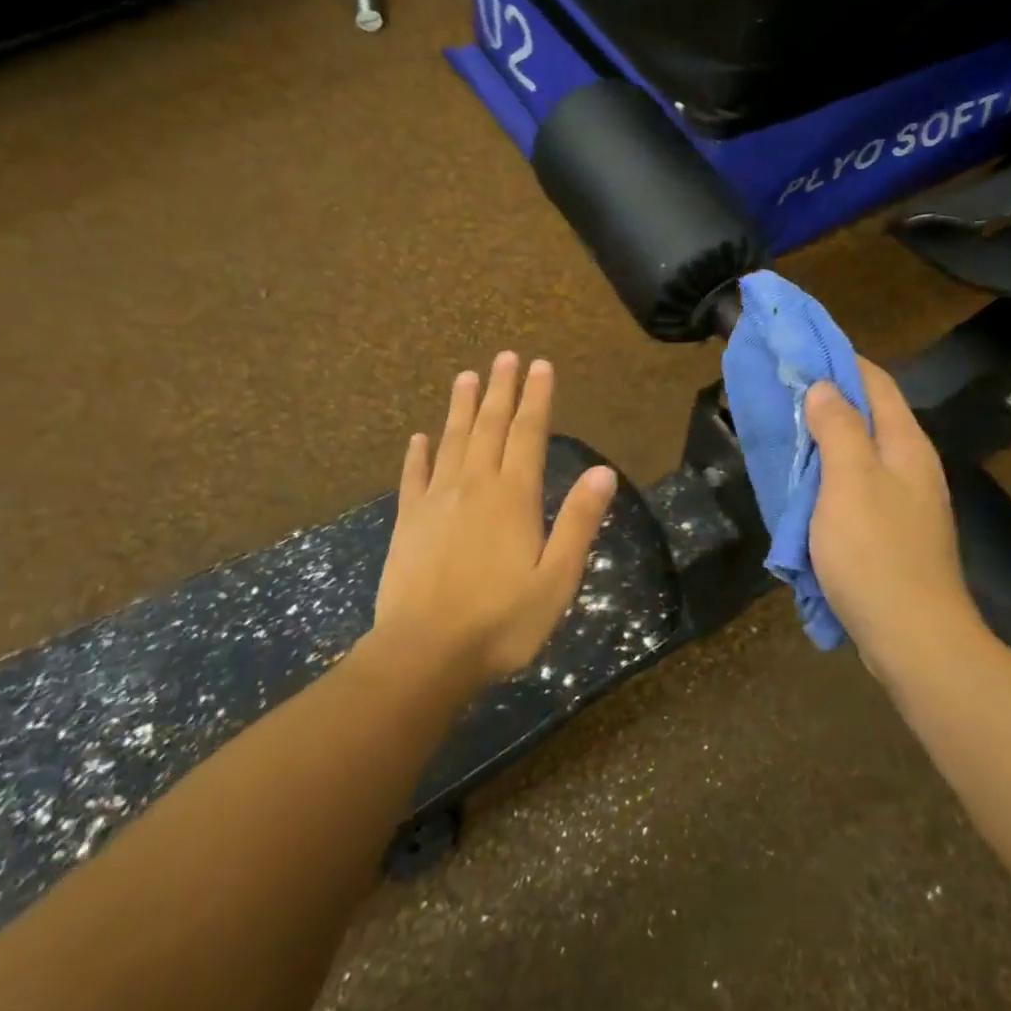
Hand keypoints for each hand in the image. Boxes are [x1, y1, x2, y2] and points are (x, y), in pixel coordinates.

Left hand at [369, 352, 616, 686]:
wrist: (425, 653)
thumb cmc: (502, 621)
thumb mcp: (557, 578)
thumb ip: (578, 522)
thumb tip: (603, 472)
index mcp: (513, 497)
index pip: (528, 434)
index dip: (536, 398)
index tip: (540, 365)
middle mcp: (474, 486)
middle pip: (489, 426)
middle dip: (501, 389)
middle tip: (505, 357)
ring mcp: (436, 501)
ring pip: (452, 441)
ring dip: (461, 408)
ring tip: (467, 377)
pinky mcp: (408, 521)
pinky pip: (414, 477)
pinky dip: (417, 454)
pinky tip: (419, 437)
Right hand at [805, 358, 976, 667]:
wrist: (912, 636)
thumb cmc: (876, 553)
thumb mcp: (850, 482)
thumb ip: (838, 429)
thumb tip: (823, 387)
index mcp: (905, 445)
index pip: (875, 382)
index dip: (839, 359)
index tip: (799, 347)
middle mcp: (910, 466)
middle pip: (868, 415)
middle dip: (826, 398)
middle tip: (780, 390)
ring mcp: (904, 502)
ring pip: (860, 453)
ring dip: (824, 438)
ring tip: (784, 431)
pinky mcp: (891, 532)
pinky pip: (855, 487)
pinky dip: (828, 475)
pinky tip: (803, 484)